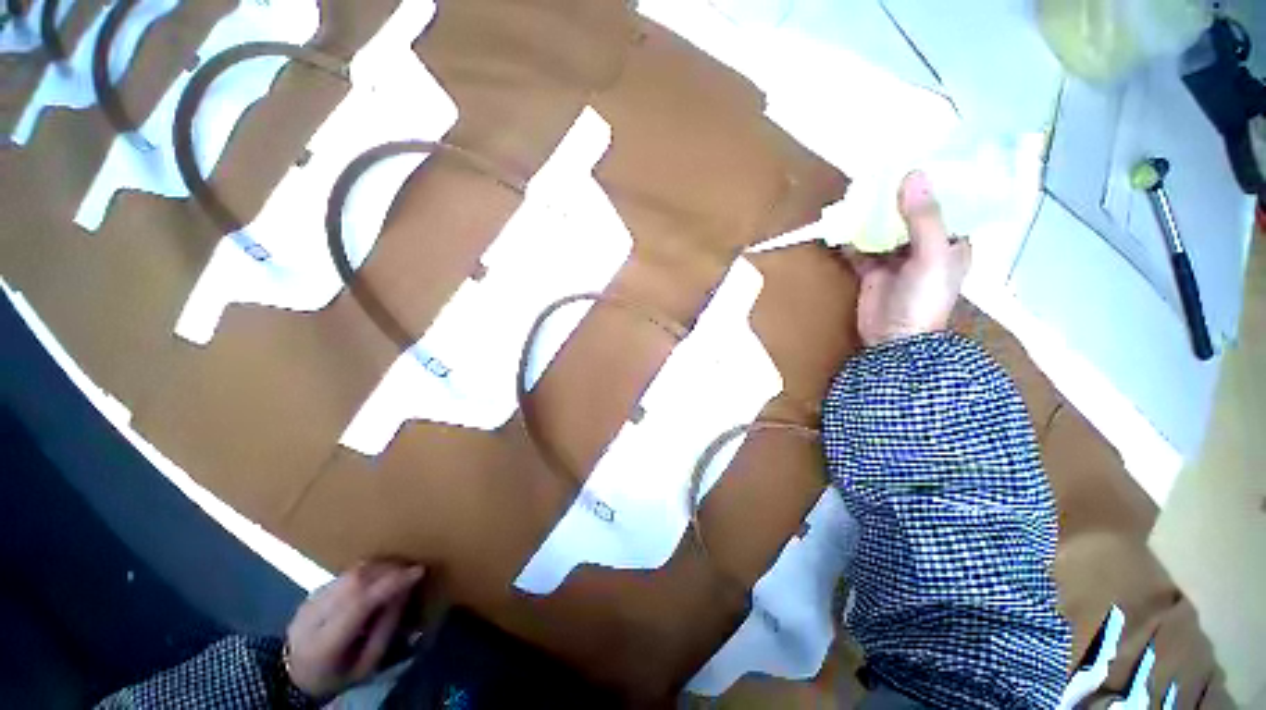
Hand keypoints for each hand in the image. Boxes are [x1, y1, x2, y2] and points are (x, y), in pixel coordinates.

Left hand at [285, 561, 424, 699]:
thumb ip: (386, 629)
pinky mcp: (313, 591)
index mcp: (324, 644)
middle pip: (354, 580)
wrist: (294, 676)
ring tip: (400, 570)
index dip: (391, 582)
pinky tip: (381, 576)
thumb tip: (405, 590)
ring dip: (380, 565)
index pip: (359, 602)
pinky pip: (346, 573)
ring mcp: (309, 600)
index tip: (419, 571)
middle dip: (389, 569)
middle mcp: (312, 616)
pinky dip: (369, 570)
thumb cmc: (338, 675)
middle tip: (412, 569)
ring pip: (351, 571)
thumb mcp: (366, 665)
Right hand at [841, 171, 970, 346]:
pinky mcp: (872, 272)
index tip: (917, 160)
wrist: (893, 339)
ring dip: (872, 216)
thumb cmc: (924, 298)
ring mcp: (896, 260)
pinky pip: (861, 250)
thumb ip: (923, 217)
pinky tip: (841, 228)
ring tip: (857, 194)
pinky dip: (851, 240)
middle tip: (879, 173)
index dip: (935, 183)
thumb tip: (912, 173)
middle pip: (911, 214)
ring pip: (884, 230)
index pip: (948, 204)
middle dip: (896, 197)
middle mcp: (925, 247)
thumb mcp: (931, 256)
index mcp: (951, 241)